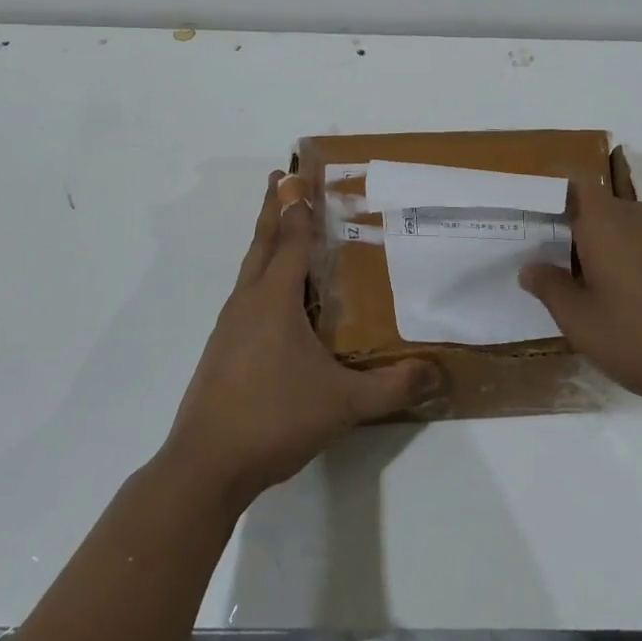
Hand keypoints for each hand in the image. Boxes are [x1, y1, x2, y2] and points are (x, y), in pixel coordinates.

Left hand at [165, 172, 440, 508]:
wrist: (205, 465)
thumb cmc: (274, 419)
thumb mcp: (343, 404)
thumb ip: (391, 387)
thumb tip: (436, 373)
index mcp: (275, 299)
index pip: (292, 240)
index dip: (299, 207)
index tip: (301, 175)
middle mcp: (248, 302)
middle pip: (262, 242)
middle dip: (273, 208)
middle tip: (280, 178)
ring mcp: (230, 326)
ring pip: (250, 268)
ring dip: (265, 240)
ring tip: (281, 227)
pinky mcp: (222, 349)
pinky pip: (246, 295)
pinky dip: (261, 275)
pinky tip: (274, 298)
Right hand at [518, 179, 641, 412]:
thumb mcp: (583, 323)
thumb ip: (551, 289)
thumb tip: (530, 267)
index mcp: (604, 220)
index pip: (570, 180)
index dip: (545, 188)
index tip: (522, 210)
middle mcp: (634, 216)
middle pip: (592, 205)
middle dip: (565, 226)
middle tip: (538, 256)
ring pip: (617, 228)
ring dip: (594, 248)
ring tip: (574, 284)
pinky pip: (641, 246)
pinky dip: (622, 262)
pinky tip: (619, 301)